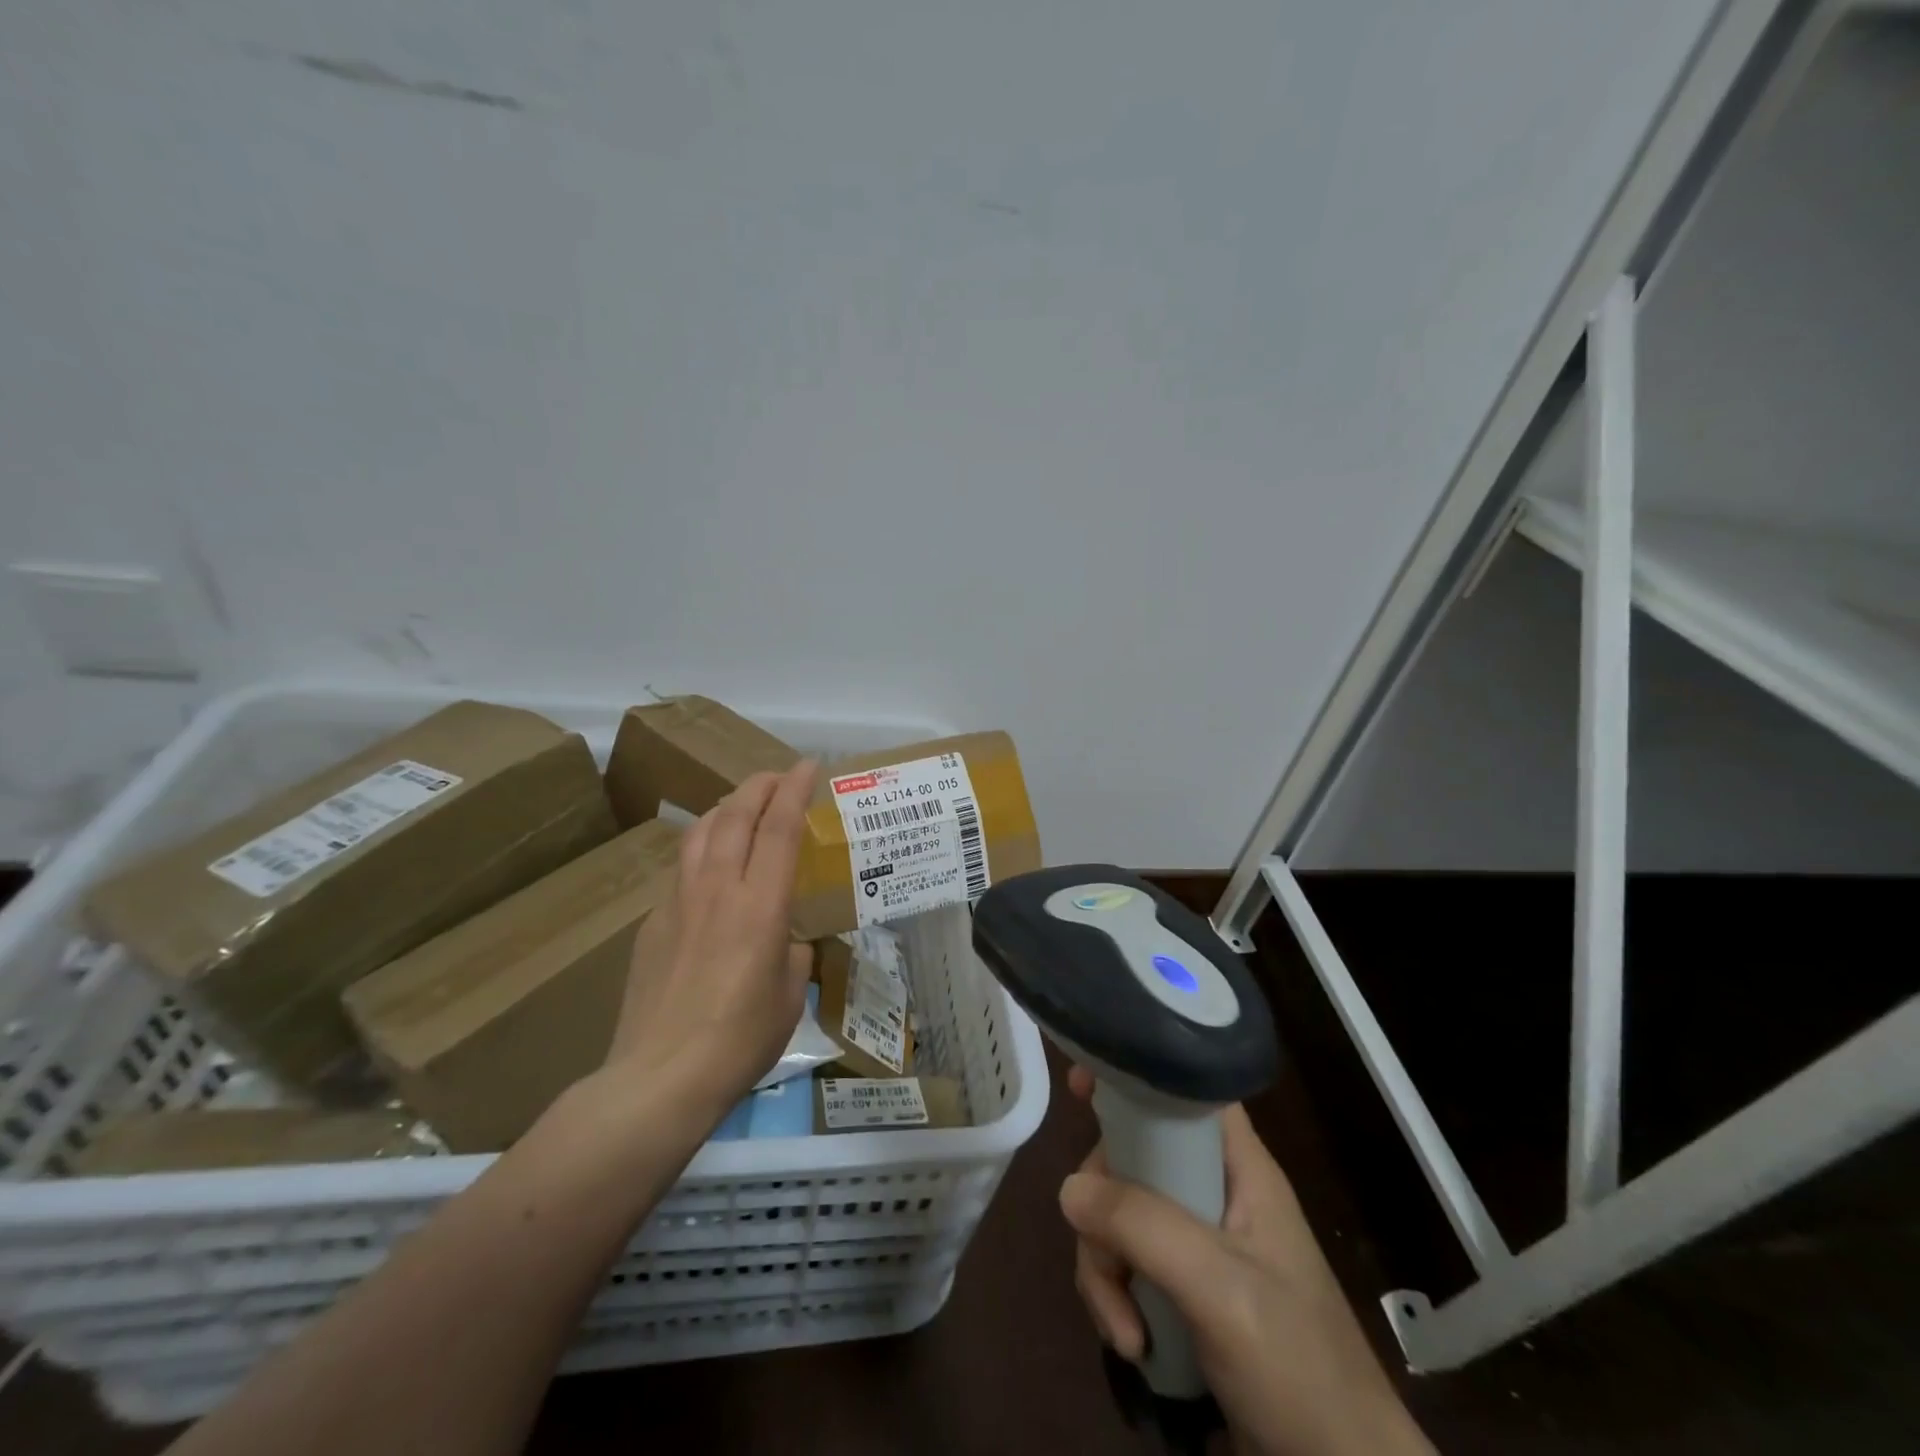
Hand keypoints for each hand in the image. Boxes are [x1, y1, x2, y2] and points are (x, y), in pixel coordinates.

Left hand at [604, 761, 817, 1115]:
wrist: (659, 1077)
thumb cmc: (740, 1040)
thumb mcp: (790, 995)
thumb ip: (792, 953)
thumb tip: (785, 940)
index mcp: (760, 905)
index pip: (780, 827)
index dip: (795, 789)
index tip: (809, 766)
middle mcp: (718, 889)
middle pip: (736, 814)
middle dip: (760, 785)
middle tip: (779, 777)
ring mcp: (678, 902)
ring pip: (700, 832)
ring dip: (727, 807)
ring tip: (743, 805)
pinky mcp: (652, 922)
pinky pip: (681, 868)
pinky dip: (703, 849)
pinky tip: (710, 867)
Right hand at [1061, 1067, 1431, 1455]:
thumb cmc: (1297, 1365)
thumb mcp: (1221, 1289)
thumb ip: (1145, 1227)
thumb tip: (1067, 1188)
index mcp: (1240, 1169)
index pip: (1184, 1093)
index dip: (1135, 1080)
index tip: (1081, 1088)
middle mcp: (1213, 1193)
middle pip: (1134, 1159)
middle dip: (1105, 1207)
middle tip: (1102, 1253)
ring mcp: (1196, 1243)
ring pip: (1120, 1216)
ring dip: (1105, 1269)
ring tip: (1125, 1331)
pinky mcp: (1181, 1288)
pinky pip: (1124, 1264)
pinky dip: (1114, 1298)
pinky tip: (1131, 1344)